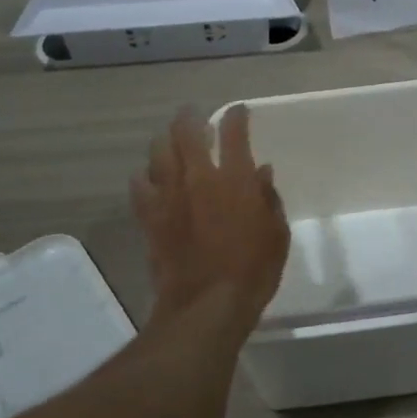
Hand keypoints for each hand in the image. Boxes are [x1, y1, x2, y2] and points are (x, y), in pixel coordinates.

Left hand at [131, 105, 290, 331]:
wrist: (206, 305)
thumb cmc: (252, 270)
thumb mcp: (276, 234)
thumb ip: (268, 199)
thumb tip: (261, 174)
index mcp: (235, 178)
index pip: (234, 131)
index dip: (236, 116)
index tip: (239, 112)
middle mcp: (198, 177)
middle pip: (187, 131)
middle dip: (191, 117)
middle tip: (194, 115)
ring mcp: (169, 195)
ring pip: (158, 151)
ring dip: (166, 141)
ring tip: (171, 142)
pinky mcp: (149, 216)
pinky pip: (140, 185)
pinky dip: (145, 176)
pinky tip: (150, 178)